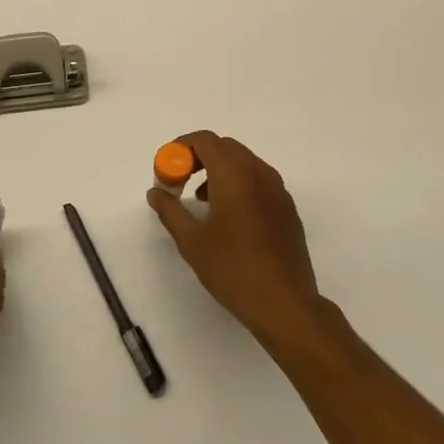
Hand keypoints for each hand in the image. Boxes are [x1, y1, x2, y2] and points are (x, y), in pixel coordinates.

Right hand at [147, 132, 324, 349]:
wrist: (284, 304)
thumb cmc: (232, 269)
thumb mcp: (191, 241)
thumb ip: (170, 210)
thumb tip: (155, 193)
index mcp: (234, 174)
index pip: (205, 140)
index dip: (181, 147)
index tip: (167, 167)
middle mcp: (259, 173)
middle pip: (225, 147)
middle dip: (199, 157)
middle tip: (181, 181)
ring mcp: (278, 189)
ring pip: (244, 162)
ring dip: (219, 170)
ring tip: (201, 201)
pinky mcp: (287, 207)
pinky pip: (259, 180)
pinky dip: (239, 183)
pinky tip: (229, 216)